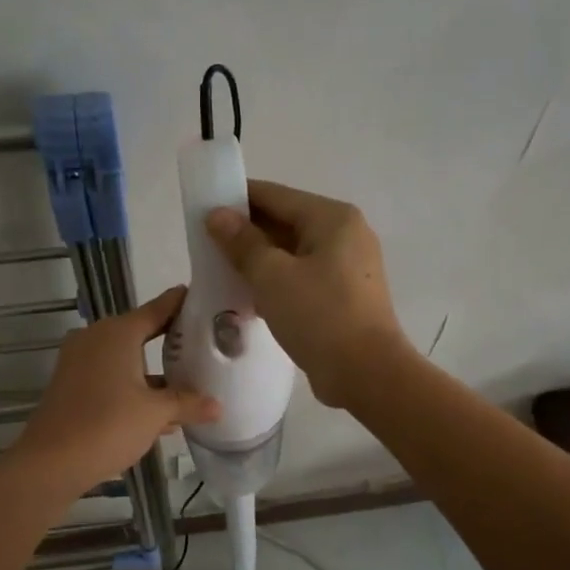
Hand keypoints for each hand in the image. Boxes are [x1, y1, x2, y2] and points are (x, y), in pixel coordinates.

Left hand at [10, 286, 219, 493]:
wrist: (51, 463)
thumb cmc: (107, 426)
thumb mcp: (156, 414)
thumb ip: (188, 404)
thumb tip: (218, 406)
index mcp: (117, 333)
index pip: (158, 308)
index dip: (181, 303)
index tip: (205, 299)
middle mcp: (96, 338)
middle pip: (140, 332)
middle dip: (171, 340)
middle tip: (205, 344)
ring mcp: (80, 362)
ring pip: (125, 358)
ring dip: (153, 370)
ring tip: (190, 380)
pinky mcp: (72, 385)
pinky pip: (111, 377)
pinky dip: (134, 387)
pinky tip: (161, 413)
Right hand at [205, 180, 408, 407]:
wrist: (367, 373)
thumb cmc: (319, 316)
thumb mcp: (272, 276)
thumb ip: (242, 243)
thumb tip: (217, 215)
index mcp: (333, 218)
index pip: (276, 195)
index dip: (237, 199)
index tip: (203, 209)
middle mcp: (345, 235)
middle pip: (286, 223)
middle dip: (246, 233)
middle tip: (206, 246)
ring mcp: (348, 268)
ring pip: (293, 254)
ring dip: (259, 262)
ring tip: (221, 272)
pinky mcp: (344, 297)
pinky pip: (303, 278)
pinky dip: (277, 283)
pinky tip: (248, 298)